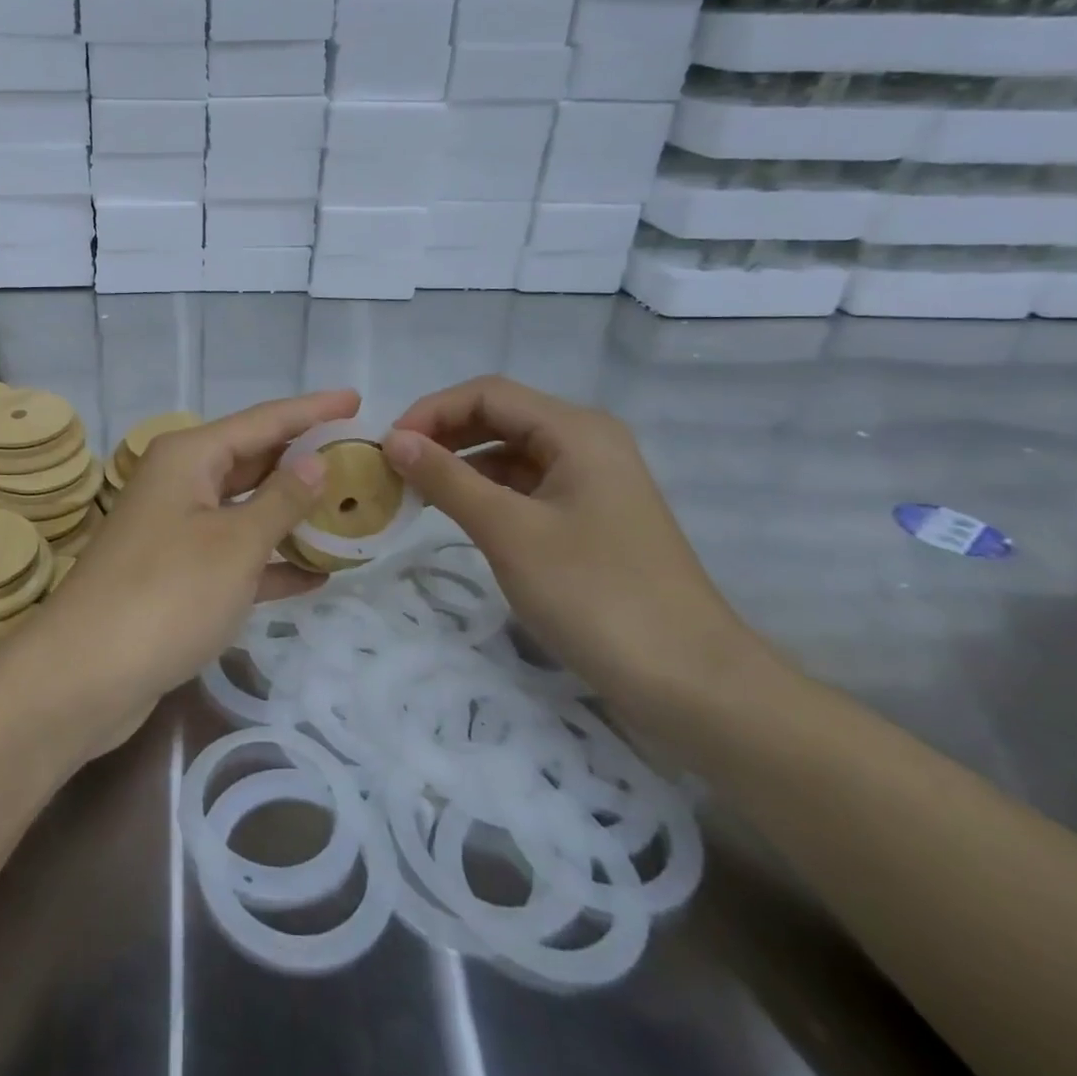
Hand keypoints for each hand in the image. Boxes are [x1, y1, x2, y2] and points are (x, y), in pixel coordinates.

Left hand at [29, 390, 358, 722]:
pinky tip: (315, 575)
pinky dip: (270, 562)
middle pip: (253, 460)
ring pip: (245, 509)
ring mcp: (175, 529)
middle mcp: (179, 482)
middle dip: (305, 461)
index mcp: (188, 457)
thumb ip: (282, 499)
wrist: (85, 675)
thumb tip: (316, 460)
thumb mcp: (235, 543)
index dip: (312, 410)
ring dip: (292, 514)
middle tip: (362, 458)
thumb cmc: (167, 594)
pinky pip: (234, 555)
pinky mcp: (176, 574)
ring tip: (350, 511)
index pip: (263, 420)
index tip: (357, 398)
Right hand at [383, 376, 764, 714]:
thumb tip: (393, 440)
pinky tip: (455, 514)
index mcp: (576, 430)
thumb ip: (448, 479)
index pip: (487, 393)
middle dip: (442, 435)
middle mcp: (586, 442)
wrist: (690, 682)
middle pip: (499, 417)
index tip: (386, 447)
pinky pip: (525, 487)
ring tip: (413, 491)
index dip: (431, 411)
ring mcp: (590, 482)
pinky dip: (485, 492)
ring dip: (459, 465)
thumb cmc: (596, 595)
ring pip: (510, 453)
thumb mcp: (510, 532)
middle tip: (392, 469)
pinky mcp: (589, 518)